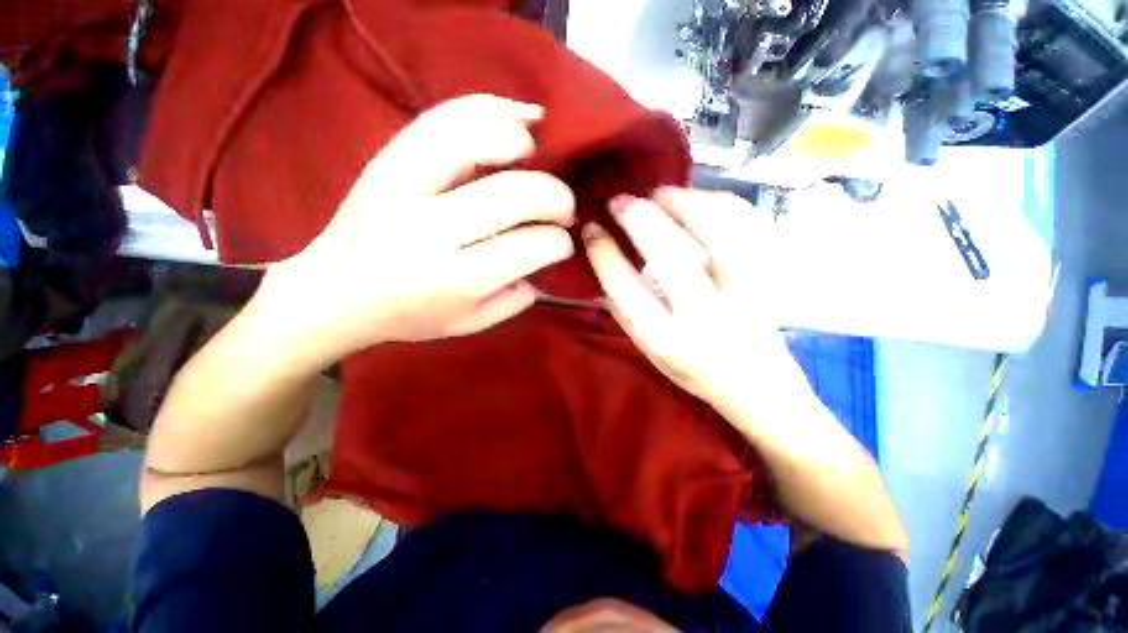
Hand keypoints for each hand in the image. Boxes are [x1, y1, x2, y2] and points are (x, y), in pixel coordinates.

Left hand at [266, 95, 575, 363]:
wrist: (334, 292)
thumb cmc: (409, 315)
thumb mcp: (470, 324)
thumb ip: (514, 299)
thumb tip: (544, 257)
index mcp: (453, 279)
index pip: (530, 246)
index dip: (559, 241)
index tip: (563, 242)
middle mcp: (429, 230)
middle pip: (513, 194)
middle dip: (555, 196)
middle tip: (563, 206)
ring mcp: (401, 185)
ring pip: (475, 139)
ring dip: (522, 141)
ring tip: (539, 157)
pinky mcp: (386, 158)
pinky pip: (440, 118)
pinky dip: (485, 108)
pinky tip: (514, 119)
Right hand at [582, 187, 794, 408]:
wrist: (756, 383)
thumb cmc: (691, 368)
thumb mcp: (647, 350)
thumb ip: (624, 309)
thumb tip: (605, 260)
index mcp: (665, 338)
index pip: (624, 286)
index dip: (603, 251)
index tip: (592, 229)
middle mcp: (704, 316)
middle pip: (670, 254)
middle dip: (638, 218)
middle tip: (620, 201)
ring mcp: (745, 292)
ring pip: (717, 230)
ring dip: (681, 202)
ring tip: (658, 195)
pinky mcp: (772, 275)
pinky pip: (748, 223)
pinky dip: (719, 201)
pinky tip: (697, 201)